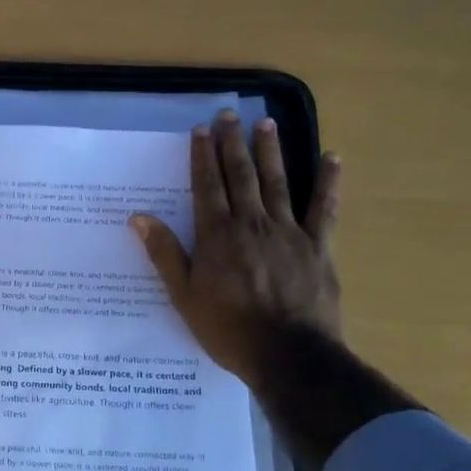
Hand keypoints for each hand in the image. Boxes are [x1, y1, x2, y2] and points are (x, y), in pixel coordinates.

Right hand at [131, 111, 343, 391]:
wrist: (289, 355)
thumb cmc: (229, 329)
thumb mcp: (185, 296)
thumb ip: (165, 254)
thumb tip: (139, 217)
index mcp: (217, 235)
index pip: (206, 185)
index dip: (202, 156)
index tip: (201, 129)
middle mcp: (252, 223)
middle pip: (240, 175)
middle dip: (232, 143)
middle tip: (229, 114)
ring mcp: (288, 231)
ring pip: (277, 182)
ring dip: (270, 151)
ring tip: (265, 123)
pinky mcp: (318, 246)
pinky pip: (324, 208)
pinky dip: (328, 182)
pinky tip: (331, 157)